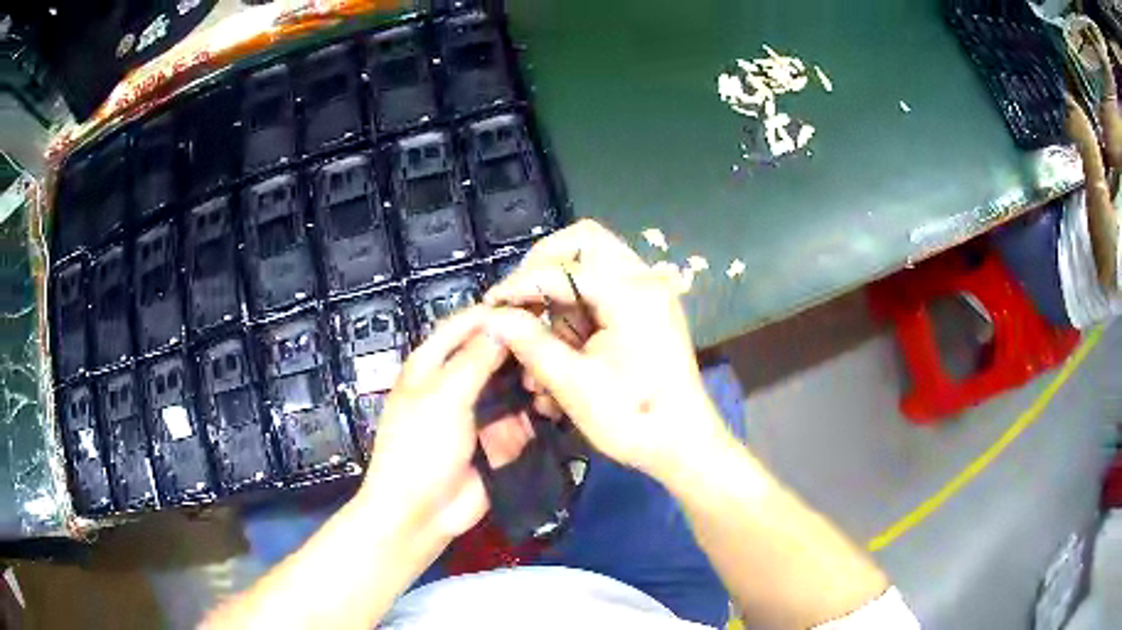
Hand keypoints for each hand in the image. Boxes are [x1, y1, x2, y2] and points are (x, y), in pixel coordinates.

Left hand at [355, 307, 531, 545]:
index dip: (496, 314)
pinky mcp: (496, 438)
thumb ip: (476, 359)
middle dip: (520, 354)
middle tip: (552, 353)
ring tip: (551, 387)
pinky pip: (520, 417)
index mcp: (431, 363)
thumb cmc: (421, 448)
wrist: (422, 512)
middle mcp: (456, 381)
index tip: (536, 309)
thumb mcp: (445, 397)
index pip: (465, 324)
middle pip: (494, 354)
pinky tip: (551, 412)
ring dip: (530, 386)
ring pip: (512, 385)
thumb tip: (504, 321)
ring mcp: (478, 412)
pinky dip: (533, 415)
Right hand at [484, 220, 729, 477]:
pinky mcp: (645, 314)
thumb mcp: (572, 382)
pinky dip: (576, 319)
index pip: (560, 269)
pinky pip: (601, 297)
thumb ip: (528, 342)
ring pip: (589, 271)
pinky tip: (561, 360)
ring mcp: (647, 296)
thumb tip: (491, 317)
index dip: (519, 285)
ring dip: (558, 304)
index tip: (489, 307)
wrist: (684, 447)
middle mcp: (643, 280)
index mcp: (630, 291)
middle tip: (520, 303)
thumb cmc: (633, 418)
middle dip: (543, 270)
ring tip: (539, 354)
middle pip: (583, 244)